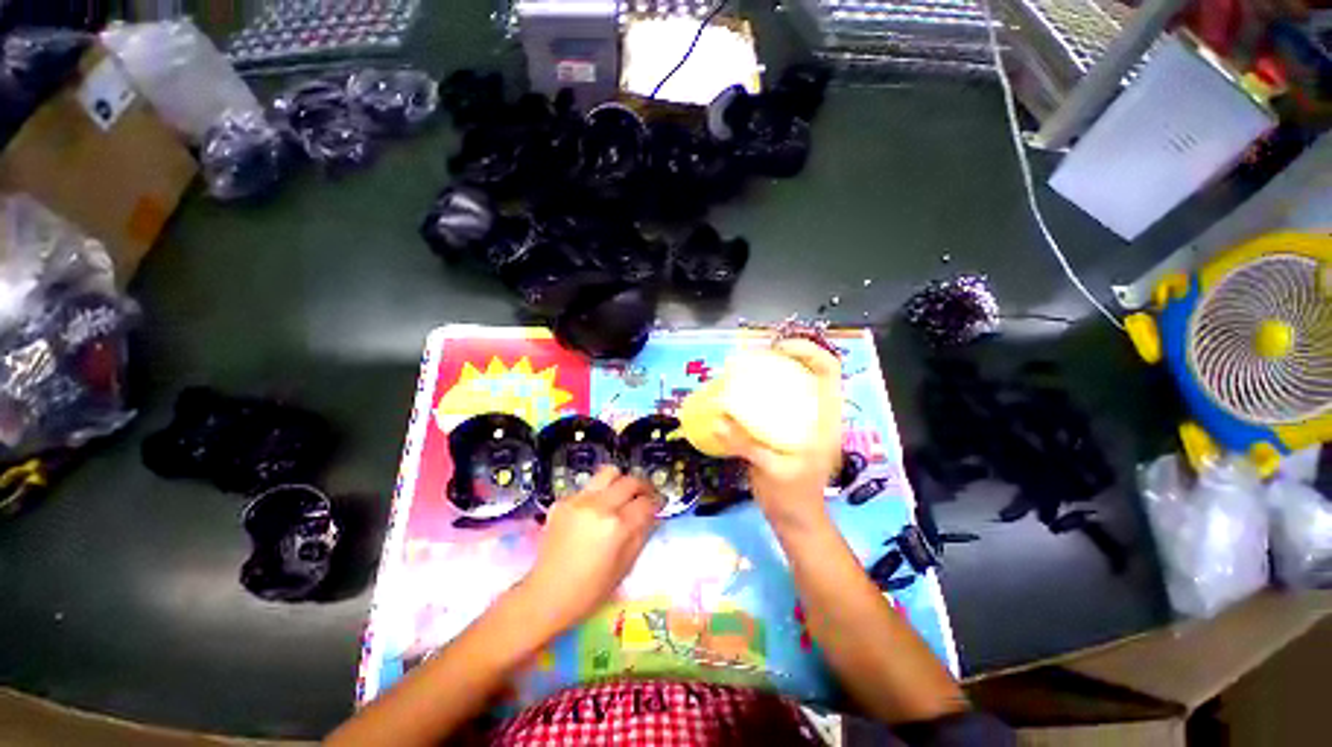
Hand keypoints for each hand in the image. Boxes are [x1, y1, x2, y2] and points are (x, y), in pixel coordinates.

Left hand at [518, 466, 661, 633]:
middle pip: (630, 481)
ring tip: (622, 495)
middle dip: (643, 486)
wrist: (545, 595)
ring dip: (621, 481)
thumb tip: (653, 515)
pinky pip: (589, 487)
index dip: (657, 502)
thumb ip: (642, 535)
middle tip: (646, 496)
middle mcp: (599, 506)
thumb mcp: (625, 567)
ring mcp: (578, 500)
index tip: (660, 504)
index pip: (646, 502)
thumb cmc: (590, 591)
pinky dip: (599, 493)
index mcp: (616, 526)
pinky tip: (596, 511)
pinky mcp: (563, 501)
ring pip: (608, 472)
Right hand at [713, 338, 843, 531]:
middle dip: (784, 357)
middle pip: (808, 371)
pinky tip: (738, 396)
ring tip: (744, 370)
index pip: (828, 370)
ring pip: (791, 384)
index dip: (807, 351)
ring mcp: (801, 420)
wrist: (794, 519)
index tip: (777, 349)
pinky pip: (775, 401)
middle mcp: (816, 413)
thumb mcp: (772, 470)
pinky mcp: (785, 428)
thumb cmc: (793, 496)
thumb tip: (718, 421)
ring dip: (771, 372)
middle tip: (754, 357)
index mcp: (825, 418)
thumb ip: (746, 445)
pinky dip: (759, 392)